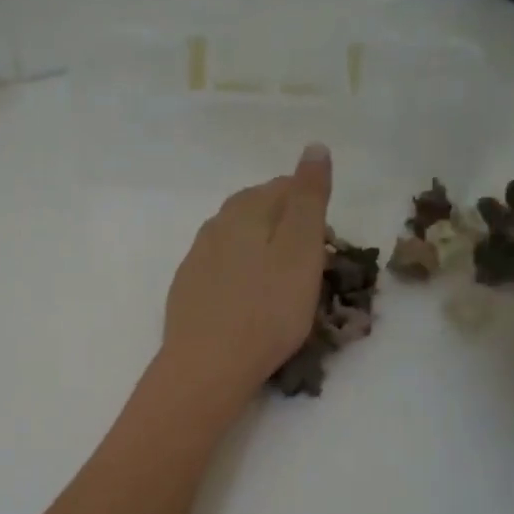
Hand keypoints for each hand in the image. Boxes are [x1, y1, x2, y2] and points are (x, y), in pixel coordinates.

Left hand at [159, 144, 332, 407]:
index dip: (310, 206)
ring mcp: (195, 259)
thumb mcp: (301, 249)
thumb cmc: (266, 309)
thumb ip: (307, 198)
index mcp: (244, 211)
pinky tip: (247, 297)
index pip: (282, 187)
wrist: (207, 366)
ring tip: (281, 280)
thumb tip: (314, 147)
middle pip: (255, 210)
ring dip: (260, 248)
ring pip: (235, 239)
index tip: (327, 241)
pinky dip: (239, 273)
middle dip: (284, 225)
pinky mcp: (186, 290)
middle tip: (309, 261)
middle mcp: (214, 226)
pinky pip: (219, 267)